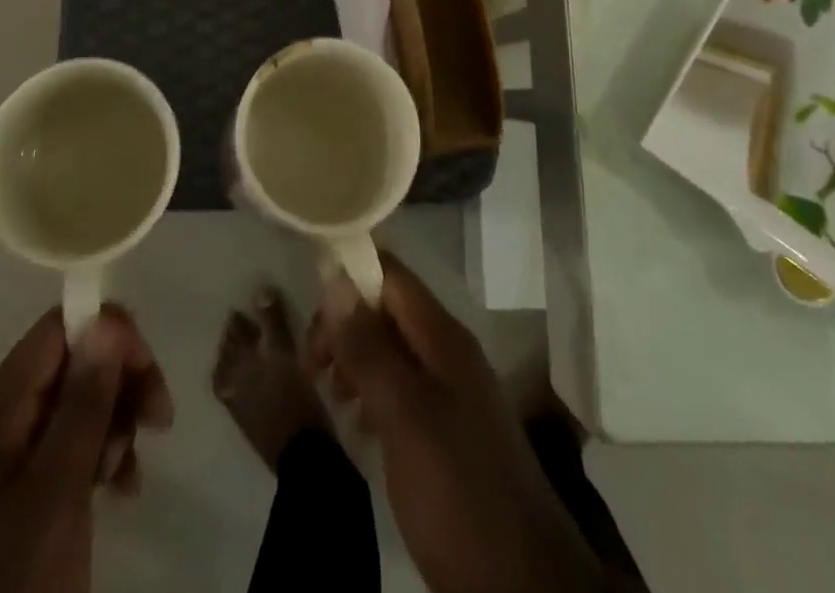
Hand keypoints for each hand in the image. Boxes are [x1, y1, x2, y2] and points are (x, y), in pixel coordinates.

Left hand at [0, 307, 172, 592]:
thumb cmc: (18, 580)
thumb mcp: (57, 490)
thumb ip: (83, 402)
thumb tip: (107, 318)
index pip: (56, 330)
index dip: (107, 333)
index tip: (147, 367)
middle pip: (72, 362)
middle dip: (120, 381)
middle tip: (159, 417)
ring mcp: (9, 457)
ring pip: (79, 401)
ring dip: (117, 420)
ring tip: (129, 467)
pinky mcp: (25, 489)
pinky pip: (73, 443)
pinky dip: (105, 452)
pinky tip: (123, 486)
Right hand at [305, 256, 605, 592]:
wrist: (523, 584)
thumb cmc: (456, 488)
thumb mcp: (403, 414)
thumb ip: (368, 346)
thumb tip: (336, 277)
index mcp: (443, 336)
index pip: (391, 273)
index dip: (350, 274)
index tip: (311, 307)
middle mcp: (448, 352)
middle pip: (387, 309)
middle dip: (345, 324)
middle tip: (312, 365)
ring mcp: (452, 392)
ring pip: (391, 349)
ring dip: (355, 358)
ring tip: (328, 392)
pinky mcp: (448, 431)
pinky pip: (402, 388)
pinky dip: (372, 391)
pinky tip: (356, 422)